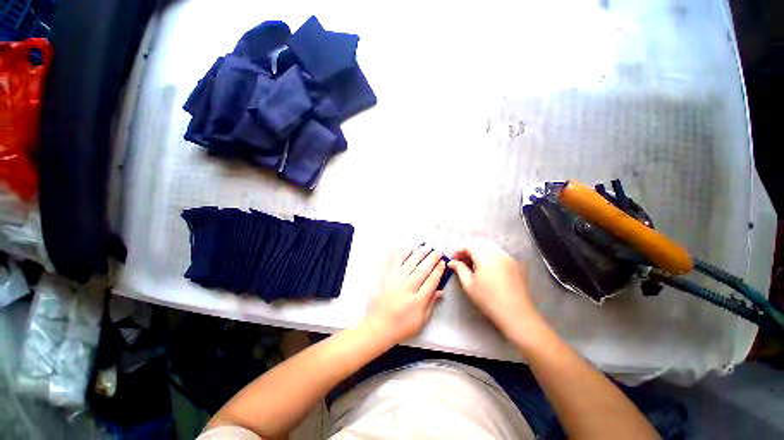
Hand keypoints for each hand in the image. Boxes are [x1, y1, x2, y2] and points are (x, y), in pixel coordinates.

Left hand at [365, 246, 445, 343]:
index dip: (438, 271)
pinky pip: (395, 263)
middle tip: (438, 252)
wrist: (378, 327)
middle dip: (431, 259)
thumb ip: (431, 304)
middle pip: (422, 270)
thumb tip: (440, 291)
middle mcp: (408, 288)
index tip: (442, 263)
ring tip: (426, 247)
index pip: (431, 281)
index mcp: (418, 300)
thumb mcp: (421, 320)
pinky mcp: (387, 278)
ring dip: (419, 254)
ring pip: (410, 263)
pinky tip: (407, 248)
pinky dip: (402, 254)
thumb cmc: (401, 326)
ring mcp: (396, 281)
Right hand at [449, 239, 539, 335]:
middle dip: (470, 251)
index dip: (459, 251)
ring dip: (480, 253)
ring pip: (491, 248)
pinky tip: (488, 270)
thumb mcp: (469, 285)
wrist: (516, 314)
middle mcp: (498, 253)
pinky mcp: (515, 265)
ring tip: (475, 267)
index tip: (454, 260)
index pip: (469, 246)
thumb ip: (459, 269)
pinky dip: (490, 257)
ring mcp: (508, 258)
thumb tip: (452, 262)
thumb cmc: (488, 300)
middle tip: (463, 262)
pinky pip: (499, 255)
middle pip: (480, 245)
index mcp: (485, 257)